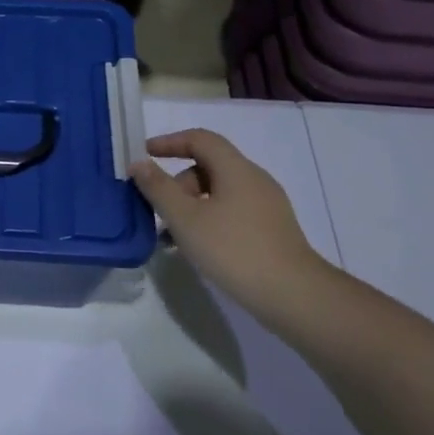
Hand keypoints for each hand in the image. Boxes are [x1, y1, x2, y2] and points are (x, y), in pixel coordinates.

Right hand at [131, 129, 323, 306]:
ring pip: (219, 192)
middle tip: (158, 210)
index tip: (145, 154)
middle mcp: (254, 179)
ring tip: (173, 237)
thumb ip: (159, 188)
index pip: (200, 139)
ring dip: (191, 206)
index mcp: (236, 169)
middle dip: (178, 184)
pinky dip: (209, 219)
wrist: (293, 294)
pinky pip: (232, 211)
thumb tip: (139, 163)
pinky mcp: (272, 229)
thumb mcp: (185, 219)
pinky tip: (198, 248)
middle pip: (209, 166)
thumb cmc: (234, 250)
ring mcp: (267, 205)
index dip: (170, 142)